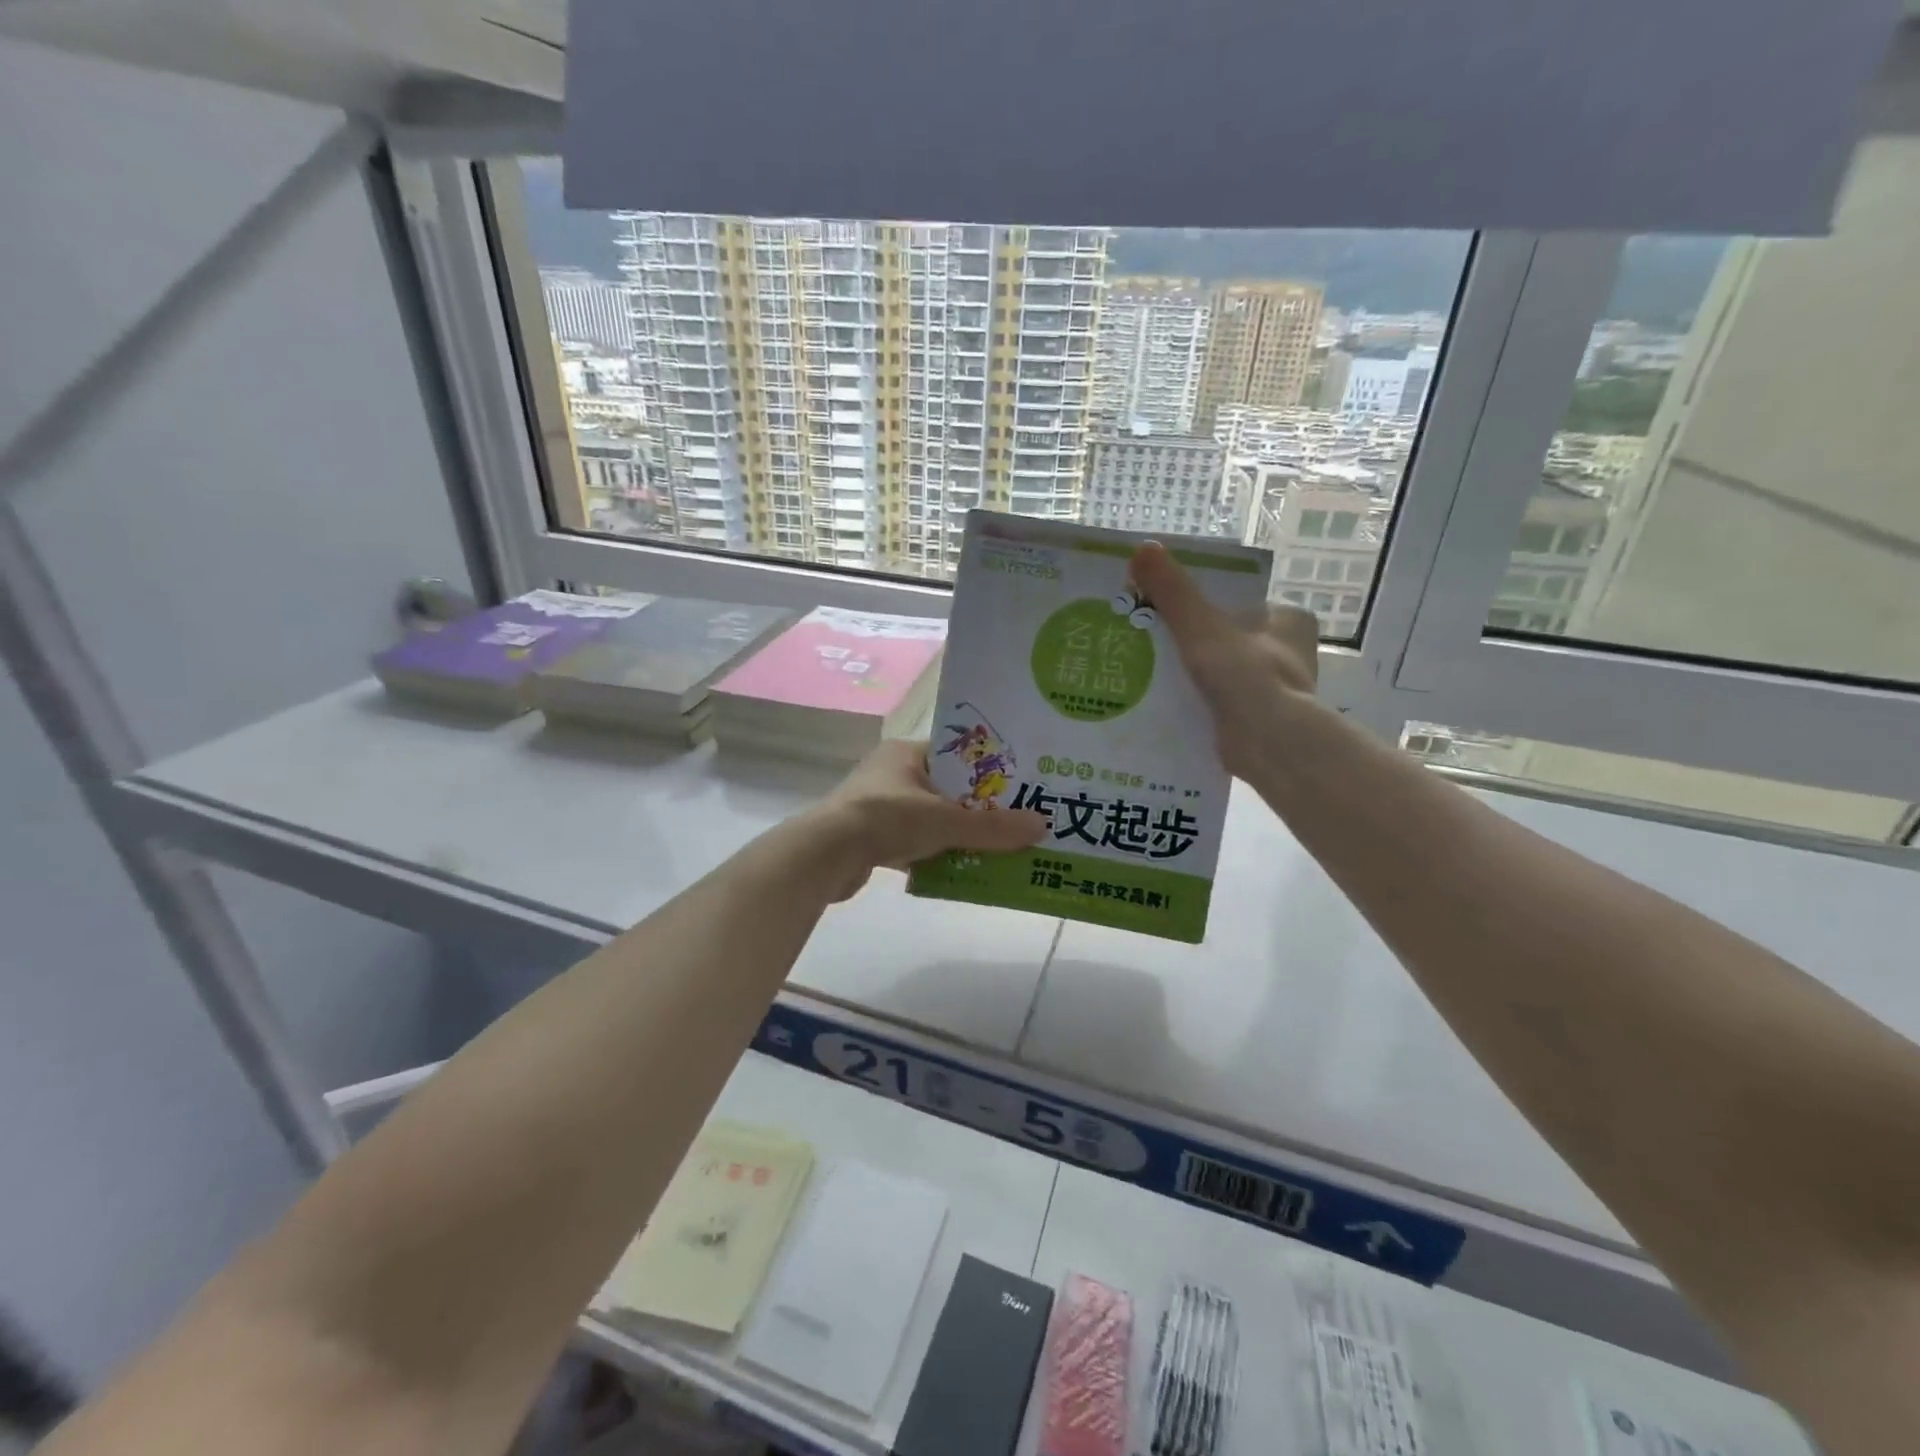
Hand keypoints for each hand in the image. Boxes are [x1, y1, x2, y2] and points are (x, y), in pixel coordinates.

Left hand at [803, 738, 1048, 899]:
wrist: (826, 855)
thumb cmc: (888, 819)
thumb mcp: (947, 820)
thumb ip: (993, 827)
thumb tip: (1042, 827)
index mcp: (906, 753)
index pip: (956, 754)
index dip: (986, 770)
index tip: (1017, 786)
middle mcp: (891, 773)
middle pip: (946, 789)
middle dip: (976, 808)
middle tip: (1013, 822)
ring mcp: (877, 806)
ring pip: (930, 818)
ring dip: (956, 834)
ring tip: (994, 849)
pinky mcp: (870, 837)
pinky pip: (913, 842)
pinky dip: (934, 853)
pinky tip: (958, 869)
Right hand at [1129, 541, 1320, 781]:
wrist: (1270, 745)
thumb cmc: (1245, 675)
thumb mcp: (1201, 626)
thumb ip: (1172, 591)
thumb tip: (1141, 548)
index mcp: (1288, 619)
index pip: (1237, 602)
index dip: (1201, 603)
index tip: (1164, 609)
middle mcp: (1288, 652)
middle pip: (1225, 637)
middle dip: (1190, 642)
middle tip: (1146, 640)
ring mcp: (1274, 689)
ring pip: (1220, 672)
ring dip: (1188, 674)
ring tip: (1144, 671)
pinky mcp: (1257, 721)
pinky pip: (1218, 702)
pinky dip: (1193, 701)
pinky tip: (1160, 702)